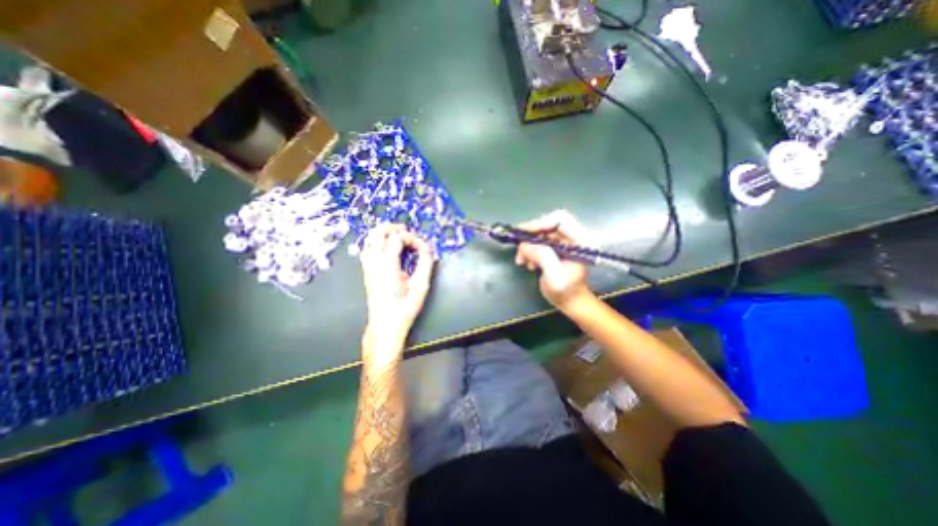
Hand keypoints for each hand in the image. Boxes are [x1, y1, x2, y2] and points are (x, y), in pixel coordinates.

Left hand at [360, 223, 432, 343]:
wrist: (385, 325)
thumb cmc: (405, 308)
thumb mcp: (421, 286)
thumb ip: (425, 264)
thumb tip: (428, 249)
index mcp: (388, 264)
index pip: (397, 238)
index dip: (411, 238)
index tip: (422, 247)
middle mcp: (374, 262)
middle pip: (378, 233)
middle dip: (393, 228)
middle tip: (407, 231)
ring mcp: (368, 266)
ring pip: (370, 239)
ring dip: (383, 233)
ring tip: (397, 234)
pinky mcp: (366, 271)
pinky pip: (367, 249)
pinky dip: (375, 241)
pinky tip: (385, 246)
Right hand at [513, 210, 592, 307]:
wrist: (570, 302)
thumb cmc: (566, 292)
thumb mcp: (554, 276)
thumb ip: (543, 257)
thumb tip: (525, 244)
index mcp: (580, 241)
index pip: (560, 219)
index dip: (540, 223)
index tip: (523, 233)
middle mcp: (572, 237)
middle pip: (547, 225)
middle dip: (530, 237)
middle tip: (519, 250)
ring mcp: (563, 242)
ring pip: (540, 233)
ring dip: (527, 246)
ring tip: (522, 261)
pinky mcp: (554, 247)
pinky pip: (538, 241)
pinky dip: (529, 250)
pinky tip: (527, 262)